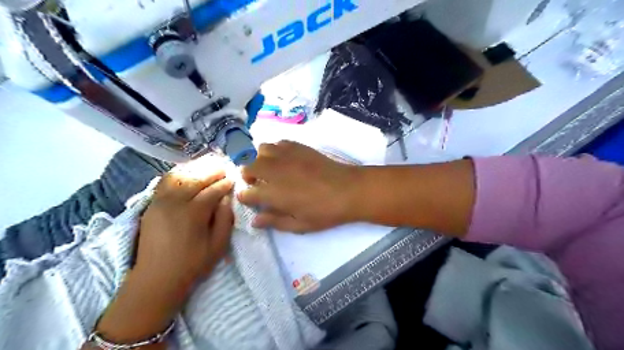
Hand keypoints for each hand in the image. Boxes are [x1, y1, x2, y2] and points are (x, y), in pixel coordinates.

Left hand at [137, 167, 233, 296]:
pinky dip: (178, 173)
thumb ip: (225, 218)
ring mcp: (160, 202)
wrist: (156, 279)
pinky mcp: (151, 205)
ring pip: (178, 176)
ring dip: (195, 168)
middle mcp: (175, 203)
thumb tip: (226, 198)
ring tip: (207, 166)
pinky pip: (165, 181)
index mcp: (193, 214)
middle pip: (195, 178)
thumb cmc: (192, 264)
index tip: (233, 179)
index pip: (212, 190)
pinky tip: (188, 173)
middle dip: (212, 171)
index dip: (225, 183)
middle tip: (224, 167)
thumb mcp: (218, 245)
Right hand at [239, 139, 360, 231]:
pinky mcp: (299, 147)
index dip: (246, 197)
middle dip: (249, 176)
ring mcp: (286, 156)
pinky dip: (276, 150)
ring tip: (271, 169)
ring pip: (261, 150)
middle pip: (248, 167)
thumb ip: (274, 222)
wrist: (348, 190)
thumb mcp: (299, 225)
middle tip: (260, 184)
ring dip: (261, 160)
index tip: (252, 200)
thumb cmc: (325, 212)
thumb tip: (255, 221)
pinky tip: (285, 159)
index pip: (246, 193)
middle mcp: (274, 171)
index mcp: (273, 194)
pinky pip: (279, 143)